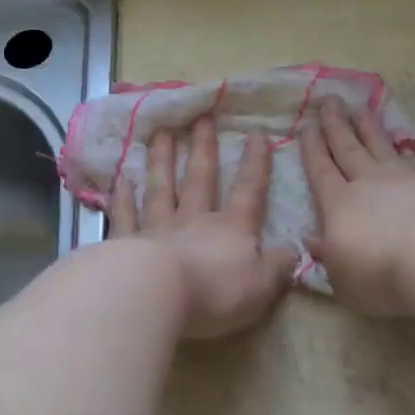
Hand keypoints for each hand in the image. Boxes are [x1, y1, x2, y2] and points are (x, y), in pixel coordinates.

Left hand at [111, 116, 297, 339]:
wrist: (156, 295)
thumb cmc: (216, 291)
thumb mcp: (262, 284)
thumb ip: (279, 266)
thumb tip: (293, 251)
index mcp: (232, 229)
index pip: (249, 191)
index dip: (256, 164)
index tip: (256, 134)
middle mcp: (194, 220)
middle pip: (200, 179)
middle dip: (204, 149)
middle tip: (201, 118)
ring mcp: (157, 229)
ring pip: (161, 189)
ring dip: (163, 162)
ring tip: (162, 135)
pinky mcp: (126, 245)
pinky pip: (126, 216)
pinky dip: (123, 198)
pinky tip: (121, 179)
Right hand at [300, 99, 414, 318]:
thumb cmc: (381, 273)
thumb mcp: (343, 277)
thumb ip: (328, 256)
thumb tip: (313, 239)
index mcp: (338, 205)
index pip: (320, 170)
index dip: (312, 148)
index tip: (306, 126)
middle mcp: (368, 182)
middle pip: (347, 147)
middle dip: (336, 124)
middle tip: (329, 100)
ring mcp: (403, 177)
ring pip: (379, 144)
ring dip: (367, 126)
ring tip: (359, 107)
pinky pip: (412, 159)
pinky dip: (402, 150)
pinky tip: (401, 146)